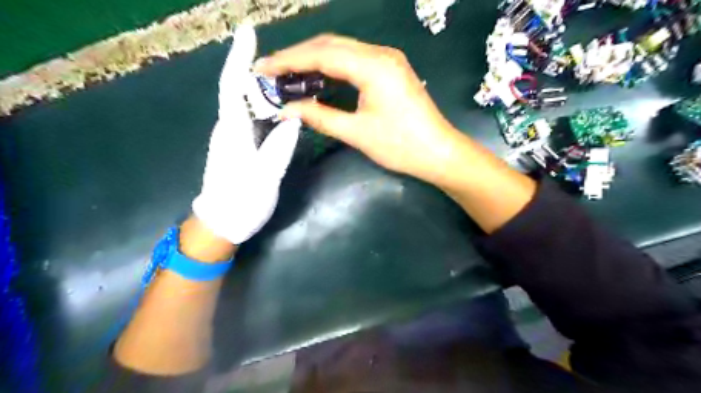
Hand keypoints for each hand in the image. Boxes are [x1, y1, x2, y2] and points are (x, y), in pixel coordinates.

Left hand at [190, 25, 300, 243]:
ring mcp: (233, 136)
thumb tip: (294, 119)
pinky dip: (266, 107)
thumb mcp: (265, 177)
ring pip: (247, 104)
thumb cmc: (240, 202)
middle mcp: (229, 128)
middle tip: (290, 63)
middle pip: (240, 89)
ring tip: (291, 81)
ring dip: (265, 88)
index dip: (240, 57)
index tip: (249, 32)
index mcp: (233, 131)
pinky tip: (282, 108)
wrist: (222, 223)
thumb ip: (280, 147)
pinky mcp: (239, 145)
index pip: (232, 86)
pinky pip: (252, 118)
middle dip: (260, 69)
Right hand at [257, 35, 460, 182]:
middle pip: (330, 45)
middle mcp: (381, 54)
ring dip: (314, 61)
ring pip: (342, 51)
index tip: (262, 69)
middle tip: (271, 72)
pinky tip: (317, 79)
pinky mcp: (390, 70)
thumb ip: (320, 117)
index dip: (288, 60)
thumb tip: (286, 110)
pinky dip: (332, 68)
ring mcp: (388, 60)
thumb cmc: (401, 146)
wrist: (439, 154)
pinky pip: (354, 61)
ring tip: (288, 76)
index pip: (321, 53)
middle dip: (298, 57)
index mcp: (373, 66)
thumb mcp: (357, 133)